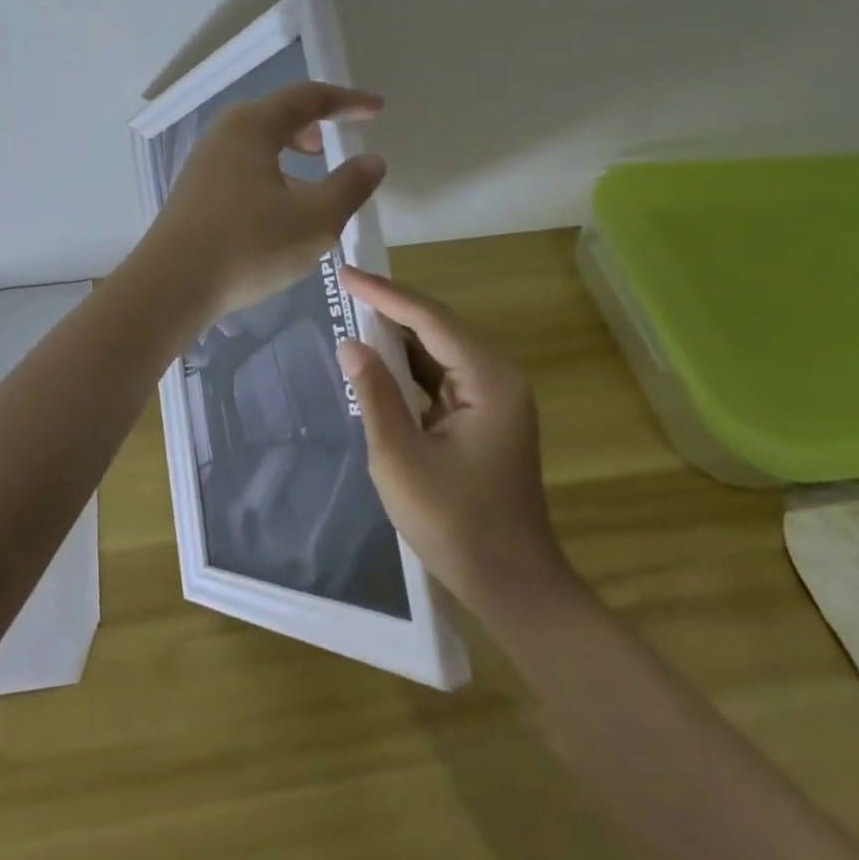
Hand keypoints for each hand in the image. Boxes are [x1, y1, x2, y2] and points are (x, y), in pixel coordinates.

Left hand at [144, 82, 387, 318]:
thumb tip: (372, 160)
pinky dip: (270, 175)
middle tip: (334, 144)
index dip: (347, 102)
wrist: (171, 286)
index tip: (376, 110)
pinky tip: (279, 212)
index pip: (308, 98)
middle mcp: (224, 135)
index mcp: (252, 127)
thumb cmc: (249, 245)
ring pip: (257, 144)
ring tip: (312, 182)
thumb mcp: (315, 220)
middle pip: (276, 115)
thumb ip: (350, 186)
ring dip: (290, 153)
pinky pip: (242, 168)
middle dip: (313, 124)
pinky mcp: (194, 193)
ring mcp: (204, 164)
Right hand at [337, 266, 577, 613]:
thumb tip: (351, 345)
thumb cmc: (455, 524)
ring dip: (400, 333)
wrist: (512, 585)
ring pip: (440, 349)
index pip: (430, 320)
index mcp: (488, 380)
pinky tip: (381, 358)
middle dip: (392, 306)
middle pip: (439, 327)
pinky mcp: (484, 417)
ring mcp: (494, 398)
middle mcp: (497, 378)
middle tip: (346, 285)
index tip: (346, 274)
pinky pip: (442, 375)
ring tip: (356, 310)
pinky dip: (410, 364)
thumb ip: (375, 395)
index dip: (386, 294)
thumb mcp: (400, 459)